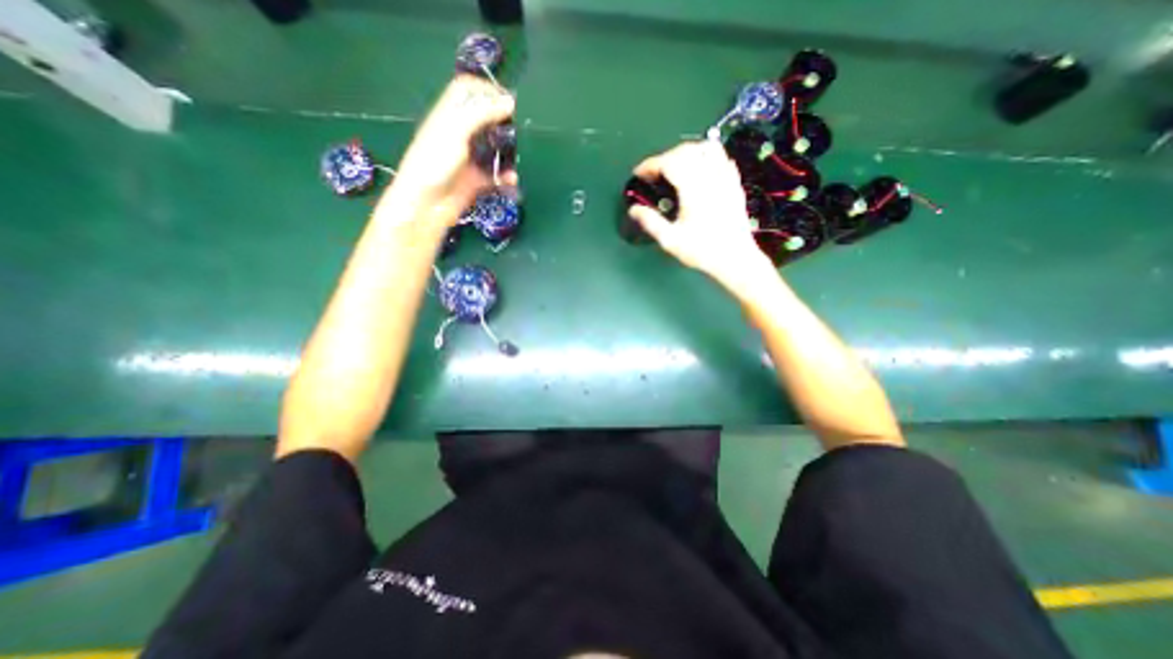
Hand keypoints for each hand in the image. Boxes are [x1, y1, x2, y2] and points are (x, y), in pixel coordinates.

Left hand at [384, 74, 514, 220]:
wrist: (426, 205)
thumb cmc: (435, 163)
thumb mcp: (456, 130)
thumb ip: (482, 114)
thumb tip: (510, 102)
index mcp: (448, 115)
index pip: (466, 89)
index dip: (486, 89)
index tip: (507, 100)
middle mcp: (458, 134)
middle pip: (483, 118)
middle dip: (501, 121)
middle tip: (518, 128)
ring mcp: (468, 159)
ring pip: (492, 148)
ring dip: (506, 151)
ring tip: (519, 155)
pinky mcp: (475, 181)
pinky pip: (495, 176)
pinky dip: (505, 177)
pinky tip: (512, 180)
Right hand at [633, 138, 772, 288]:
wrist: (735, 259)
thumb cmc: (702, 251)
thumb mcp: (671, 240)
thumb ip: (651, 222)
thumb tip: (634, 209)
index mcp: (693, 189)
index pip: (669, 163)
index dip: (650, 164)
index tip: (638, 174)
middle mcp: (710, 177)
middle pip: (686, 151)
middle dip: (665, 157)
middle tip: (654, 173)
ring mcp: (725, 178)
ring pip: (706, 148)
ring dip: (686, 152)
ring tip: (675, 166)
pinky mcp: (734, 183)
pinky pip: (721, 157)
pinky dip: (705, 156)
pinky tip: (698, 170)